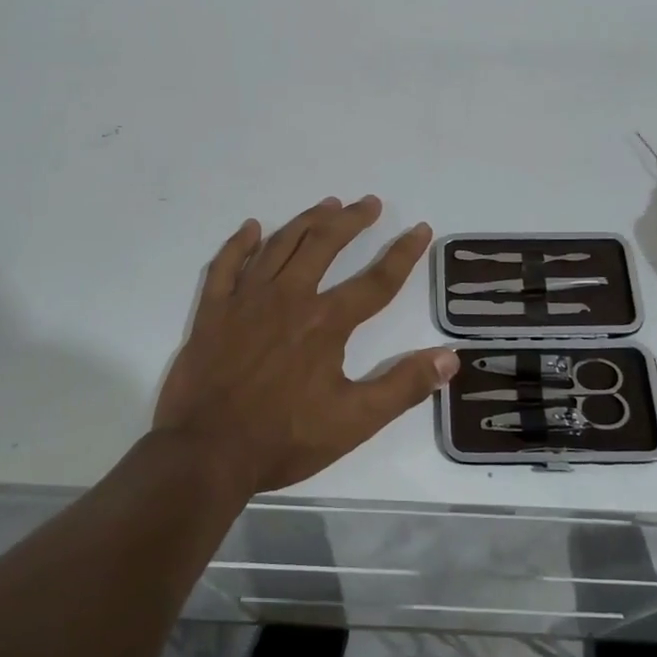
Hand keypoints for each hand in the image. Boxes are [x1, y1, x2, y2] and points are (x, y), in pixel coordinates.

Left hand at [152, 196, 457, 495]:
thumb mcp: (354, 422)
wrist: (206, 453)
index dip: (403, 253)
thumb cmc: (283, 439)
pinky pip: (226, 265)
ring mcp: (246, 300)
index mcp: (325, 323)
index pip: (376, 281)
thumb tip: (450, 357)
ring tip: (327, 204)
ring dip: (306, 221)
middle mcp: (288, 298)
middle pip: (325, 245)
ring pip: (280, 245)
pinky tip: (251, 227)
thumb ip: (403, 387)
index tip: (420, 229)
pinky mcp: (213, 311)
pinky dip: (239, 243)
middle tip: (369, 203)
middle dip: (351, 220)